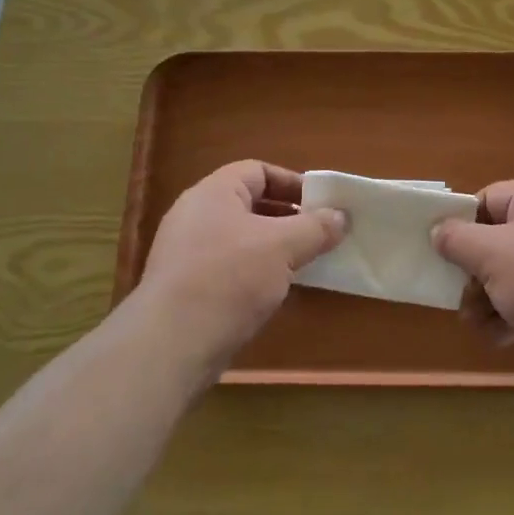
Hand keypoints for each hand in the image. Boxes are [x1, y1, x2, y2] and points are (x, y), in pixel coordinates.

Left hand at [137, 161, 344, 372]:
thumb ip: (315, 227)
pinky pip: (230, 268)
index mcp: (214, 193)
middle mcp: (196, 216)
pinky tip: (277, 292)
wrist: (172, 344)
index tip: (321, 204)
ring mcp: (188, 253)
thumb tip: (341, 216)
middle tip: (320, 233)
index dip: (292, 182)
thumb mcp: (282, 247)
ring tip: (305, 263)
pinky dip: (256, 273)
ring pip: (242, 239)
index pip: (257, 171)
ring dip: (275, 248)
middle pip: (250, 204)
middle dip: (288, 217)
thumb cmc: (229, 278)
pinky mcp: (187, 288)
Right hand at [432, 181, 513, 370]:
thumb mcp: (491, 255)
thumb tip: (438, 229)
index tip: (443, 251)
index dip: (462, 222)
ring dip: (490, 298)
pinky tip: (501, 338)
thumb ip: (457, 239)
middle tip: (457, 297)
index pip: (489, 198)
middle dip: (474, 271)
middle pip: (500, 238)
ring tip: (475, 324)